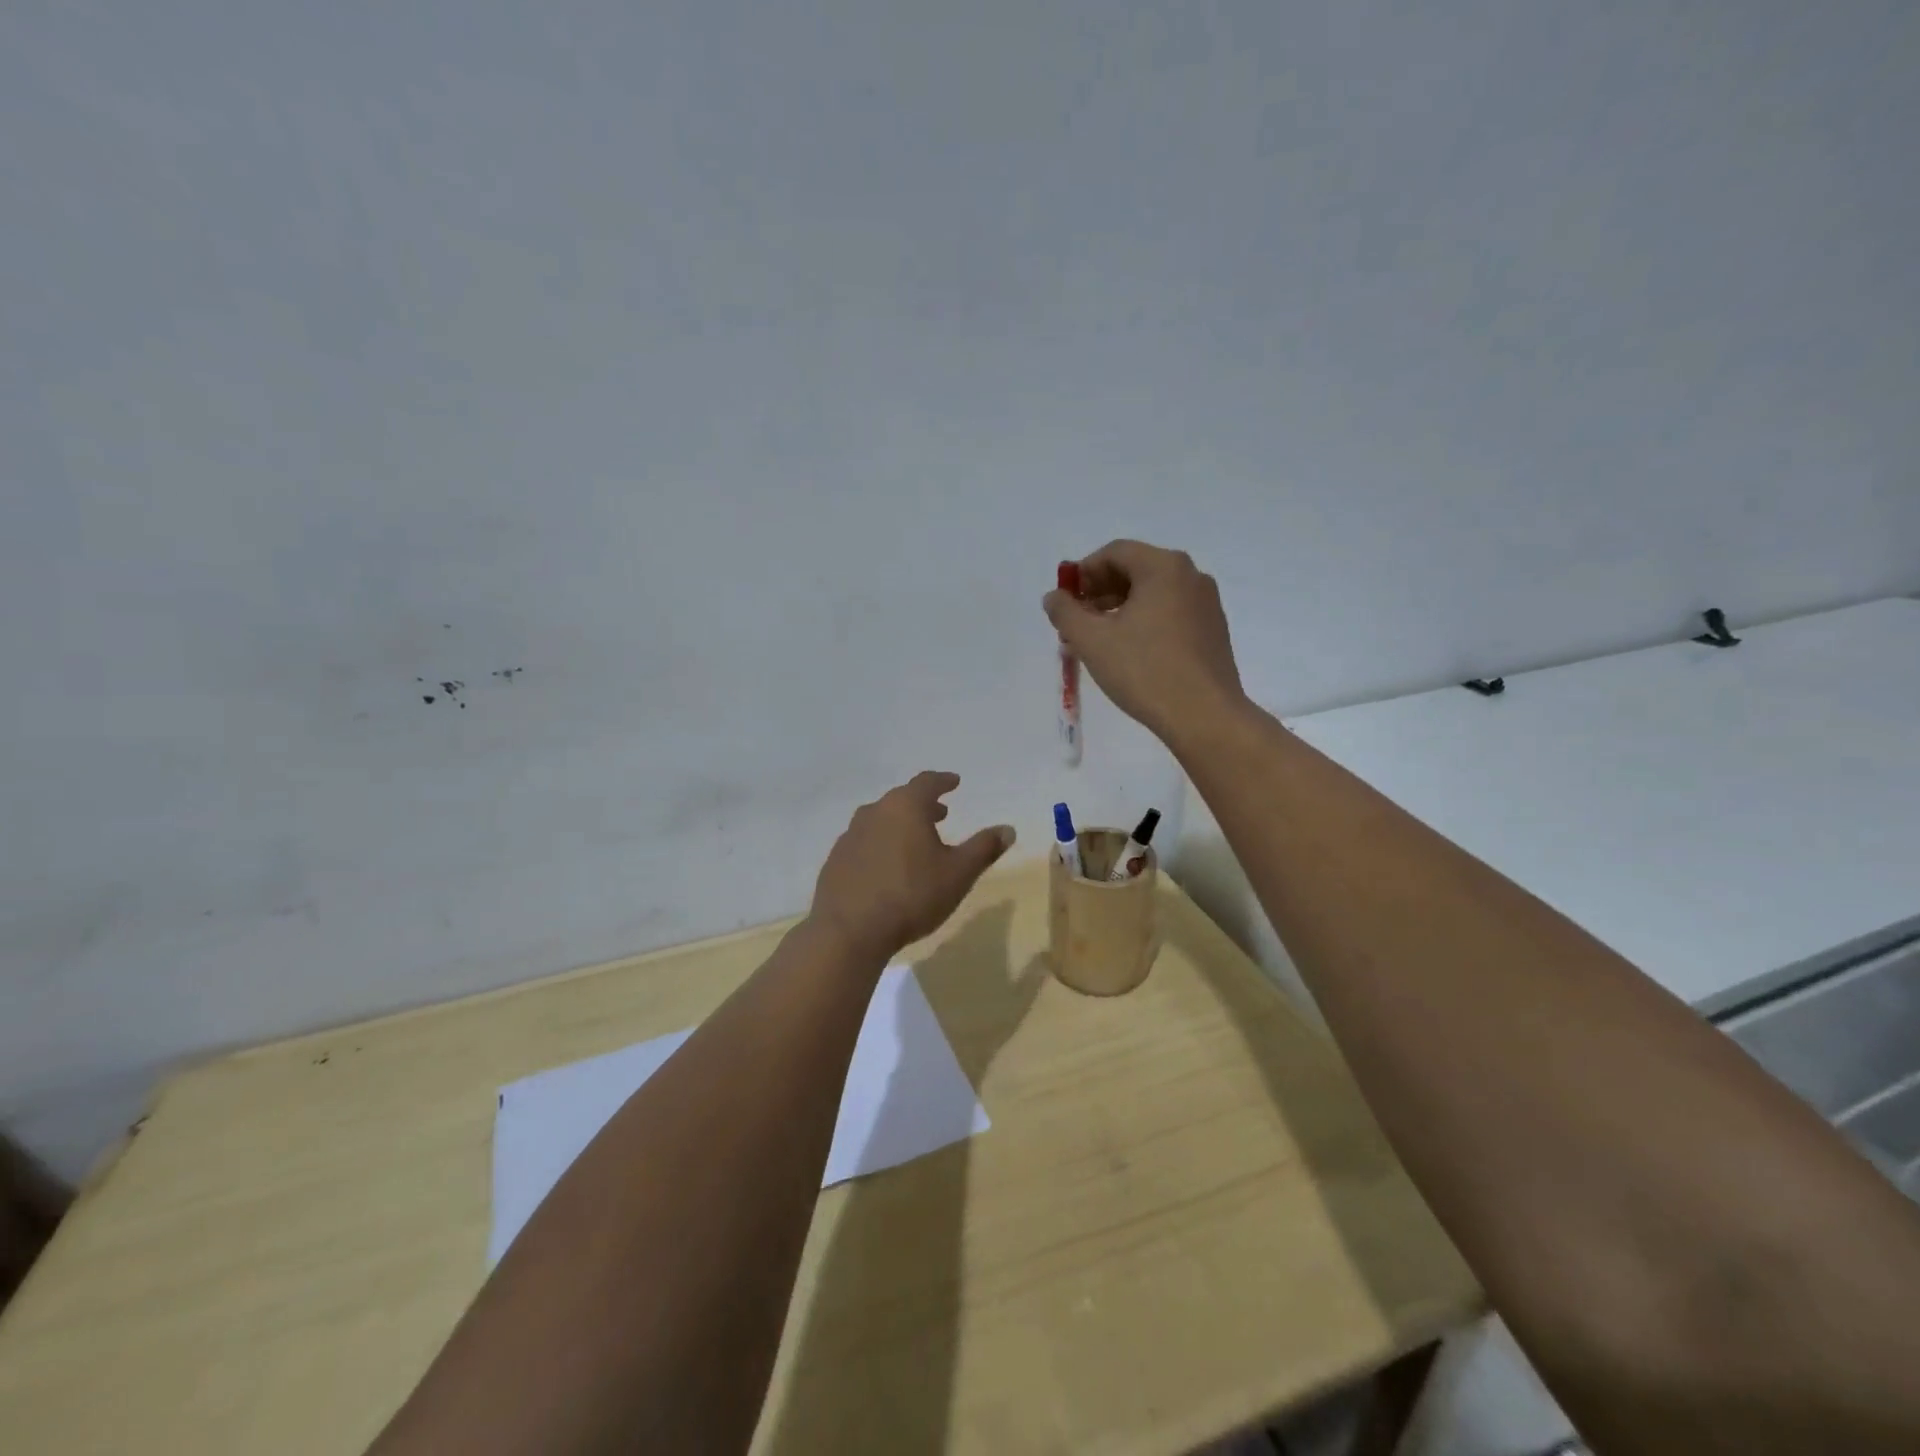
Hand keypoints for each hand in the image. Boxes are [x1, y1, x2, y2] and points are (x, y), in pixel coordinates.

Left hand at [809, 772, 1015, 961]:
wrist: (848, 930)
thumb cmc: (911, 895)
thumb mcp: (958, 874)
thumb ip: (984, 848)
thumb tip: (1008, 829)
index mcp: (905, 807)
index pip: (927, 782)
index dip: (943, 781)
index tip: (954, 781)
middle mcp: (874, 812)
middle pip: (902, 800)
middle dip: (923, 805)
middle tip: (940, 814)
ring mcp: (850, 836)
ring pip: (880, 820)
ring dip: (900, 825)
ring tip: (915, 842)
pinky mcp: (836, 860)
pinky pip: (864, 843)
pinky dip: (881, 845)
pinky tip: (887, 867)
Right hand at [1043, 540, 1246, 742]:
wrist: (1204, 716)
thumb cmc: (1144, 671)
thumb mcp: (1092, 641)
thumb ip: (1065, 613)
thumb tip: (1054, 597)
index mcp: (1163, 567)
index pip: (1114, 552)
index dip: (1083, 573)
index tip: (1064, 601)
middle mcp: (1190, 576)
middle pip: (1135, 569)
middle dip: (1100, 591)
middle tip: (1077, 621)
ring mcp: (1206, 603)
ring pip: (1154, 593)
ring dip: (1121, 608)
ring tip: (1099, 639)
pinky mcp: (1213, 630)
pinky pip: (1171, 612)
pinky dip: (1145, 621)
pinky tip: (1130, 652)